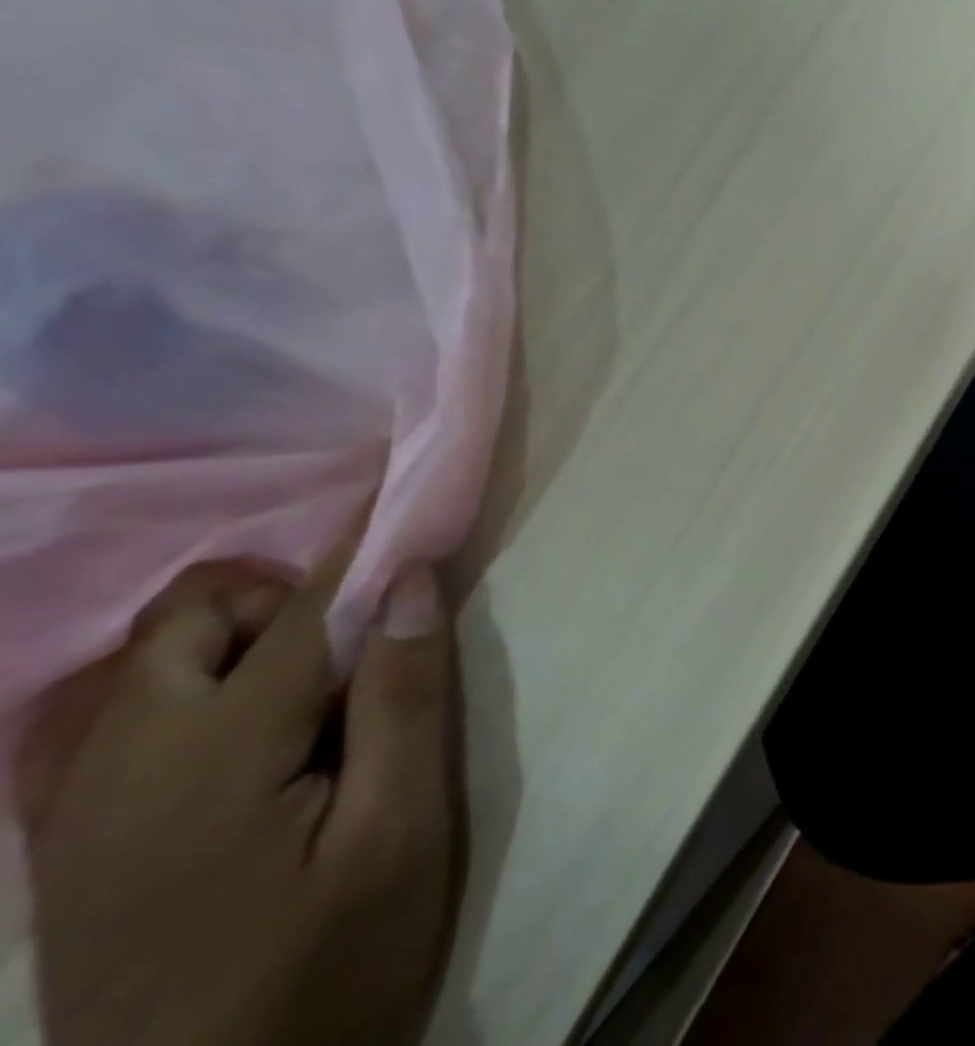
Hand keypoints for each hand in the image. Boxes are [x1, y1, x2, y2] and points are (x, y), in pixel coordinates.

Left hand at [19, 553, 460, 1045]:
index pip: (307, 609)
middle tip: (354, 645)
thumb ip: (404, 697)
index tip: (407, 499)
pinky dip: (192, 685)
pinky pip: (120, 714)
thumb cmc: (328, 967)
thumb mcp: (400, 833)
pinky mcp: (72, 841)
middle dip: (283, 596)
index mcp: (214, 756)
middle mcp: (123, 762)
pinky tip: (244, 738)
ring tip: (309, 693)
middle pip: (194, 614)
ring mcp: (80, 806)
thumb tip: (409, 582)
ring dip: (238, 638)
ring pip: (149, 658)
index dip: (366, 548)